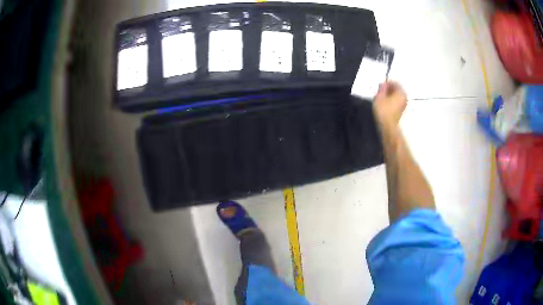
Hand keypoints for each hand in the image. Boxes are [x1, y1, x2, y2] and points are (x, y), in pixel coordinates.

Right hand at [373, 81, 406, 128]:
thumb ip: (382, 89)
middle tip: (382, 90)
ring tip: (383, 97)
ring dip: (391, 96)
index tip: (382, 85)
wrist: (388, 126)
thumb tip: (383, 85)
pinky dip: (392, 102)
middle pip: (398, 90)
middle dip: (390, 89)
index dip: (388, 82)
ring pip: (397, 97)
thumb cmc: (384, 110)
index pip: (396, 83)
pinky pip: (397, 103)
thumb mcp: (379, 97)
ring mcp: (404, 107)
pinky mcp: (401, 113)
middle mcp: (405, 99)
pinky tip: (386, 104)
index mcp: (401, 93)